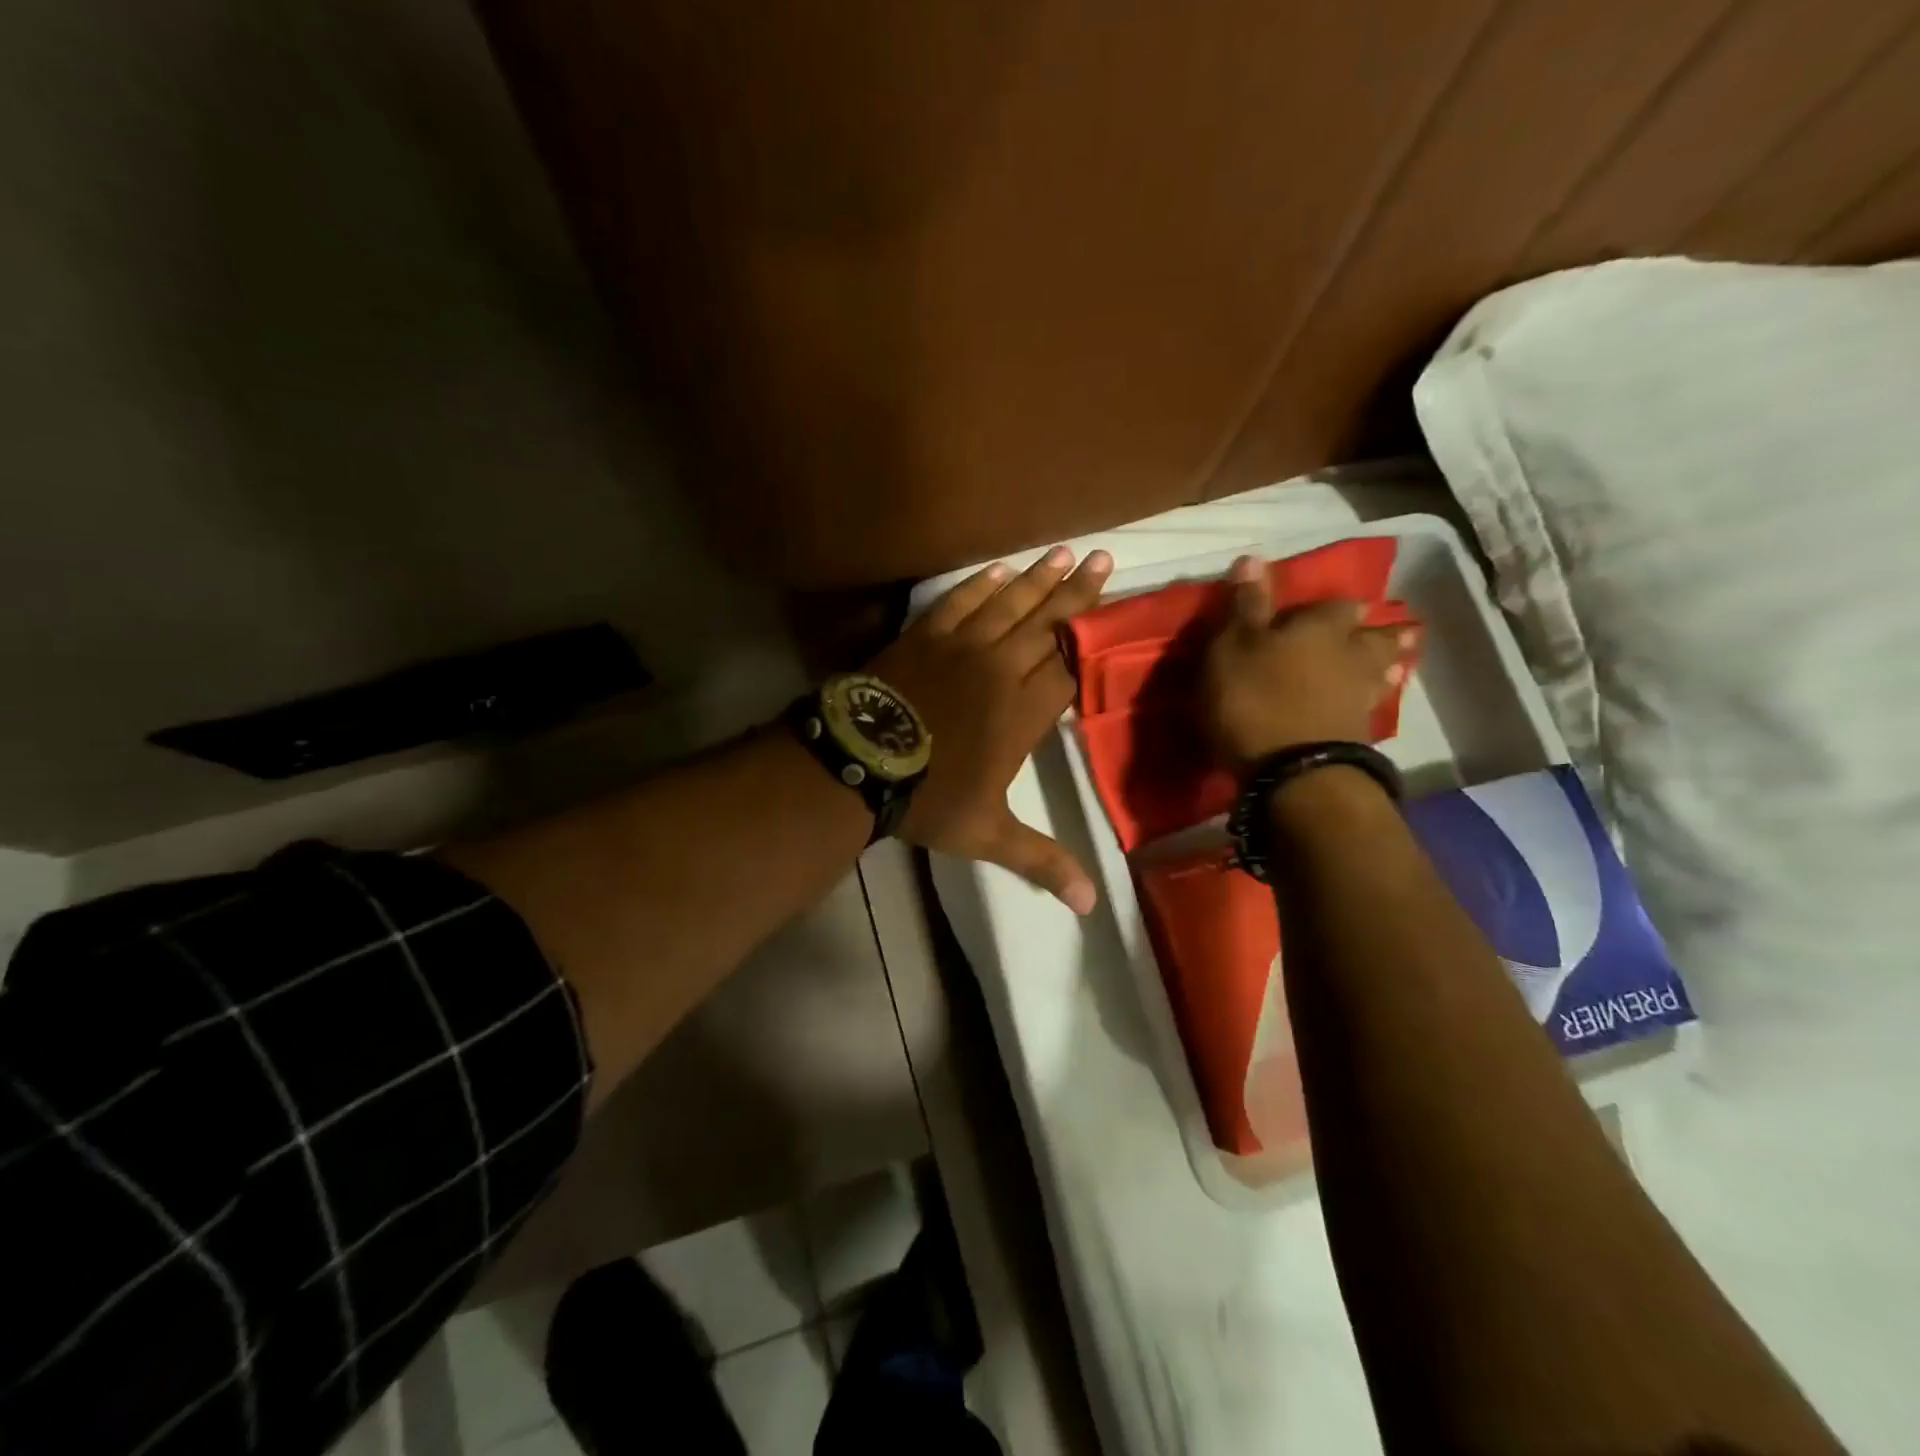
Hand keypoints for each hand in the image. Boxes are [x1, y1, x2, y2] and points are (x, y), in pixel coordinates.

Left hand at [870, 546, 1112, 913]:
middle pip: (1049, 624)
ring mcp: (962, 645)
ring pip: (1011, 604)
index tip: (1113, 612)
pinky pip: (961, 601)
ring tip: (1066, 552)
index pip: (1069, 667)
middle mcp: (1002, 669)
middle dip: (1079, 593)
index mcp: (1024, 712)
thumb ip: (1041, 861)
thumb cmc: (930, 798)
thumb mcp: (988, 836)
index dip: (1092, 640)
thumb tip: (1090, 908)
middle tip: (1105, 558)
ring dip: (1039, 578)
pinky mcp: (925, 635)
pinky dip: (981, 585)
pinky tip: (999, 571)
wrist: (861, 762)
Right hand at [1204, 555, 1420, 769]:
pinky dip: (1368, 704)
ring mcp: (1360, 698)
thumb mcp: (1234, 646)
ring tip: (1391, 665)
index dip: (1333, 605)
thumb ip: (1246, 605)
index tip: (1338, 605)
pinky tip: (1366, 706)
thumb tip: (1254, 557)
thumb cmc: (1254, 697)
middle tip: (1385, 628)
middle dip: (1376, 632)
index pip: (1336, 605)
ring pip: (1379, 673)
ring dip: (1383, 667)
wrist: (1294, 771)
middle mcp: (1351, 655)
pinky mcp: (1359, 737)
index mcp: (1322, 627)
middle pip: (1372, 637)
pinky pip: (1368, 709)